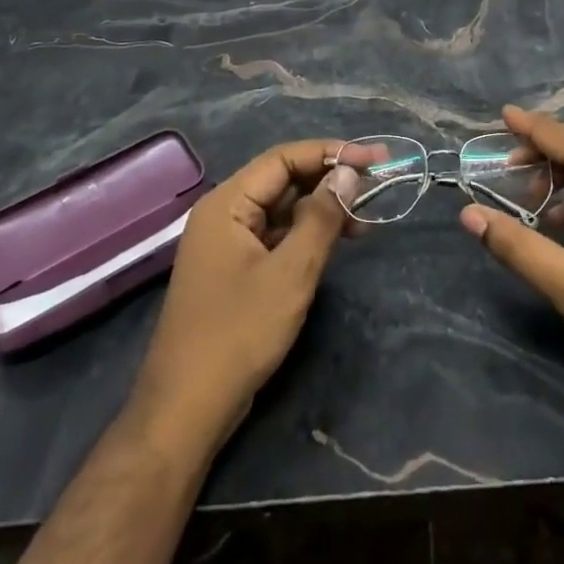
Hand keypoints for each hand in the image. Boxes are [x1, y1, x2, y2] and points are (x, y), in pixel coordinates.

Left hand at [130, 141, 359, 453]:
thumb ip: (321, 217)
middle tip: (377, 183)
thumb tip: (348, 173)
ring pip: (282, 208)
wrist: (186, 410)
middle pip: (283, 179)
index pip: (284, 158)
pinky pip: (276, 235)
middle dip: (330, 179)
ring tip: (366, 217)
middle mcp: (224, 213)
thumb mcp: (290, 273)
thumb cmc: (238, 334)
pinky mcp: (236, 269)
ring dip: (323, 207)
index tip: (374, 157)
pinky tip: (337, 241)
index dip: (332, 153)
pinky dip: (308, 233)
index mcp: (227, 203)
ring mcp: (228, 242)